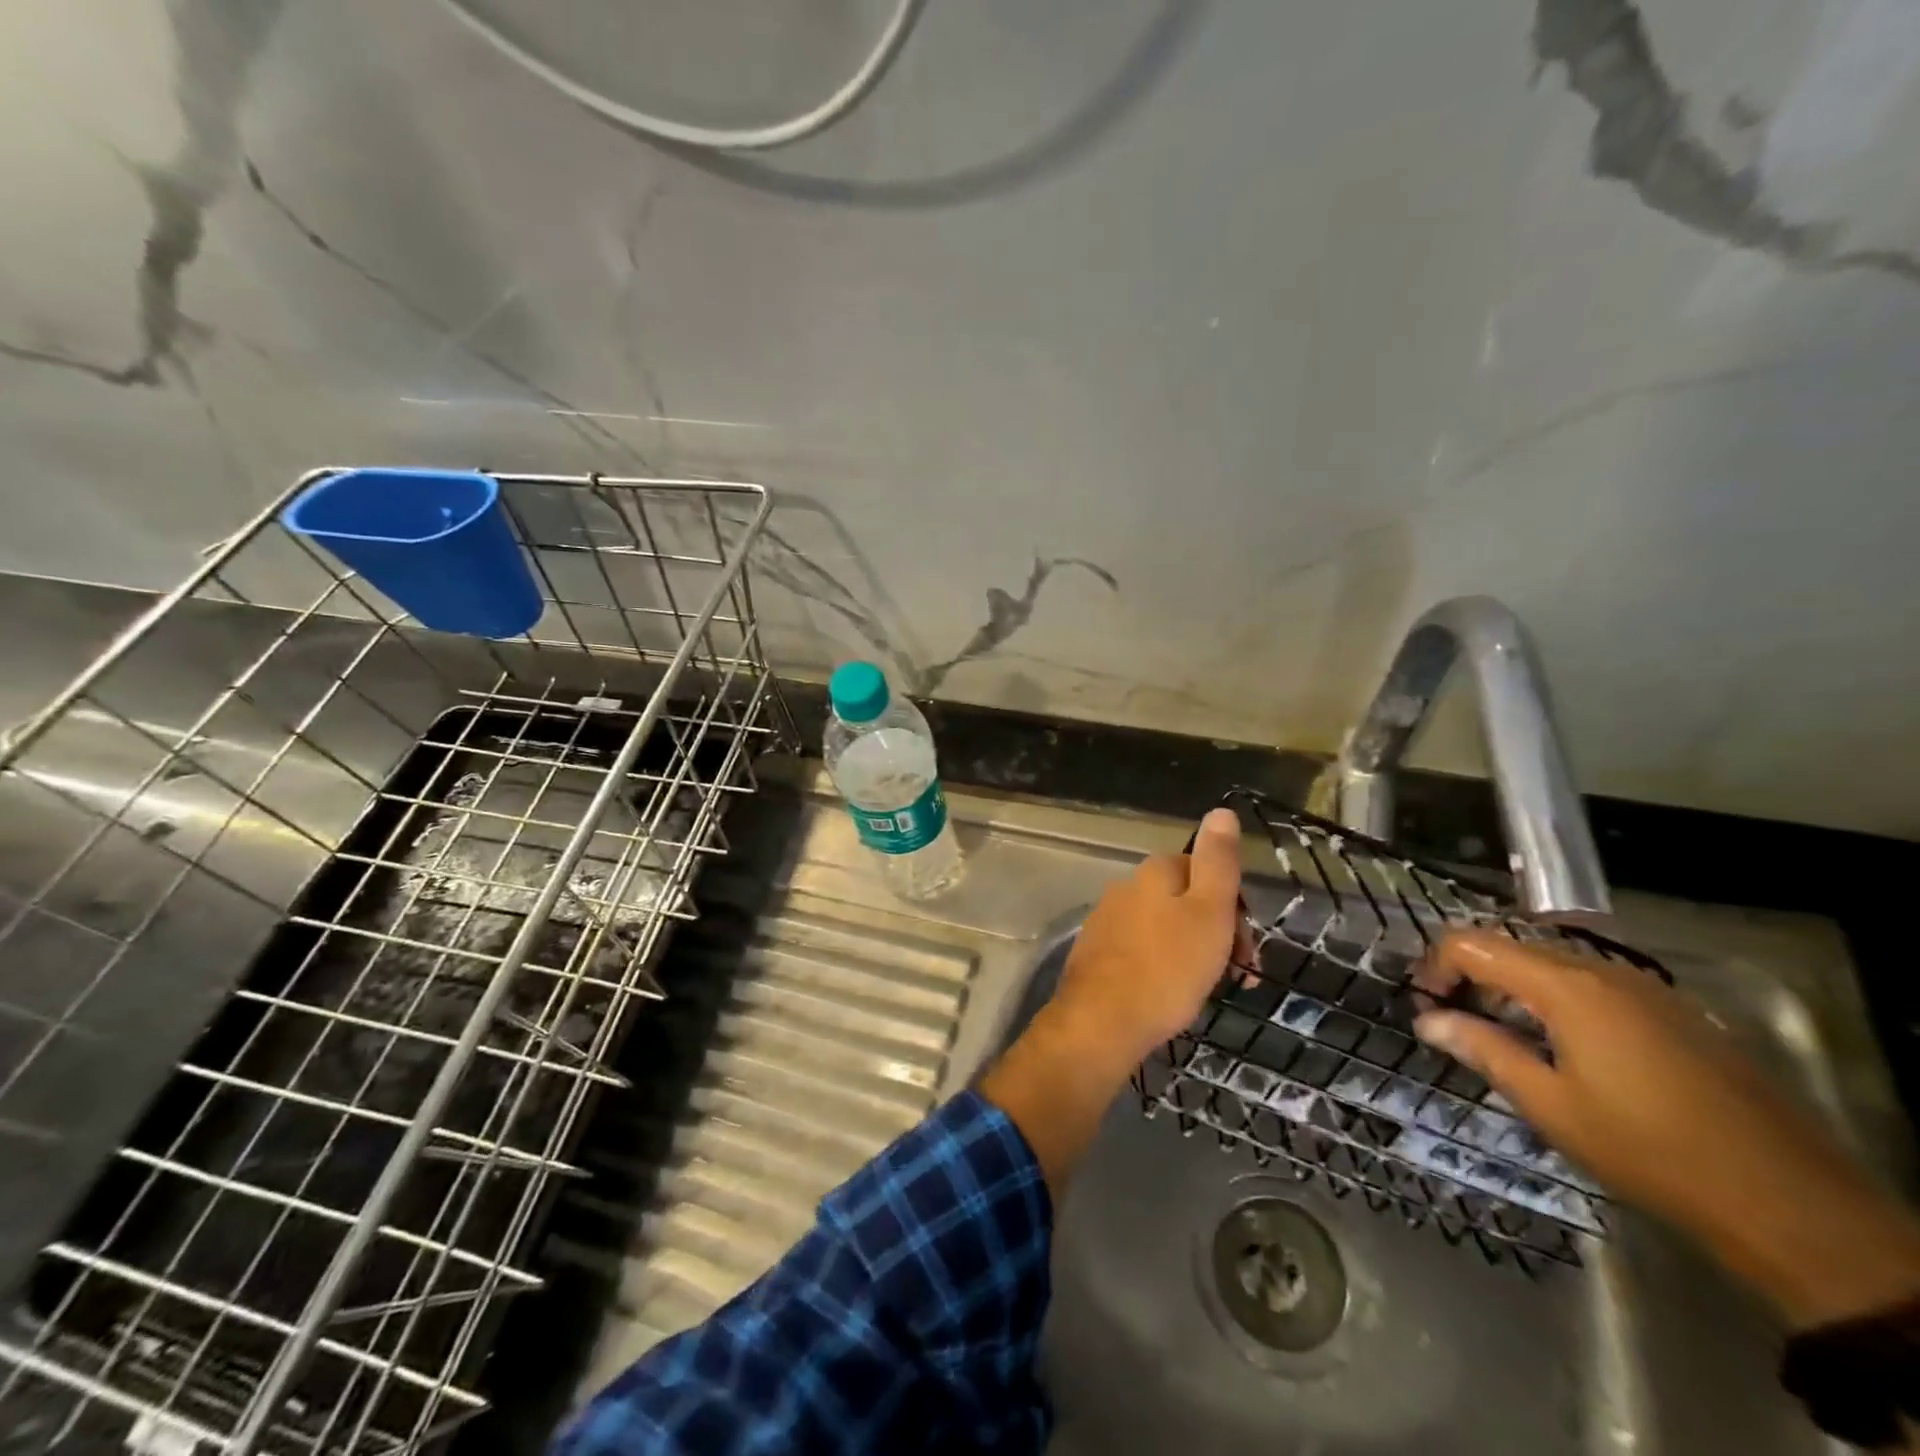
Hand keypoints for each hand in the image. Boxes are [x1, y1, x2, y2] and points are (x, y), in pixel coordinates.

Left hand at [1048, 806, 1249, 1073]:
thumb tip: (1221, 811)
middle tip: (1239, 975)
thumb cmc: (1167, 967)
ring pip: (1164, 926)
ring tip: (1207, 989)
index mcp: (1154, 872)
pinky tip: (1170, 995)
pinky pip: (1142, 950)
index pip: (1205, 871)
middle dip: (1217, 931)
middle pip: (1184, 899)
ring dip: (1192, 951)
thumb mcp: (1208, 910)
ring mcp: (1107, 919)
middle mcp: (1126, 887)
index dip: (1234, 907)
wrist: (1102, 1021)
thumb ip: (1217, 861)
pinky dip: (1163, 966)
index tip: (1248, 949)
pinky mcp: (1096, 952)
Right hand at [1417, 930, 1919, 1326]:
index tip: (1424, 1007)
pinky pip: (1592, 985)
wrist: (1790, 1204)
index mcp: (1566, 986)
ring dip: (1512, 988)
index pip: (1473, 944)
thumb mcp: (1549, 1104)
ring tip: (1501, 1036)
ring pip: (1552, 965)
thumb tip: (1427, 1019)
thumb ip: (1482, 1049)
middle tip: (1453, 1022)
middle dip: (1471, 976)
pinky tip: (1561, 1048)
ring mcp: (1645, 989)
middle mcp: (1603, 971)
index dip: (1435, 967)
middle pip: (1511, 947)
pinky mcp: (1673, 1012)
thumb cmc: (1649, 1150)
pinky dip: (1555, 1000)